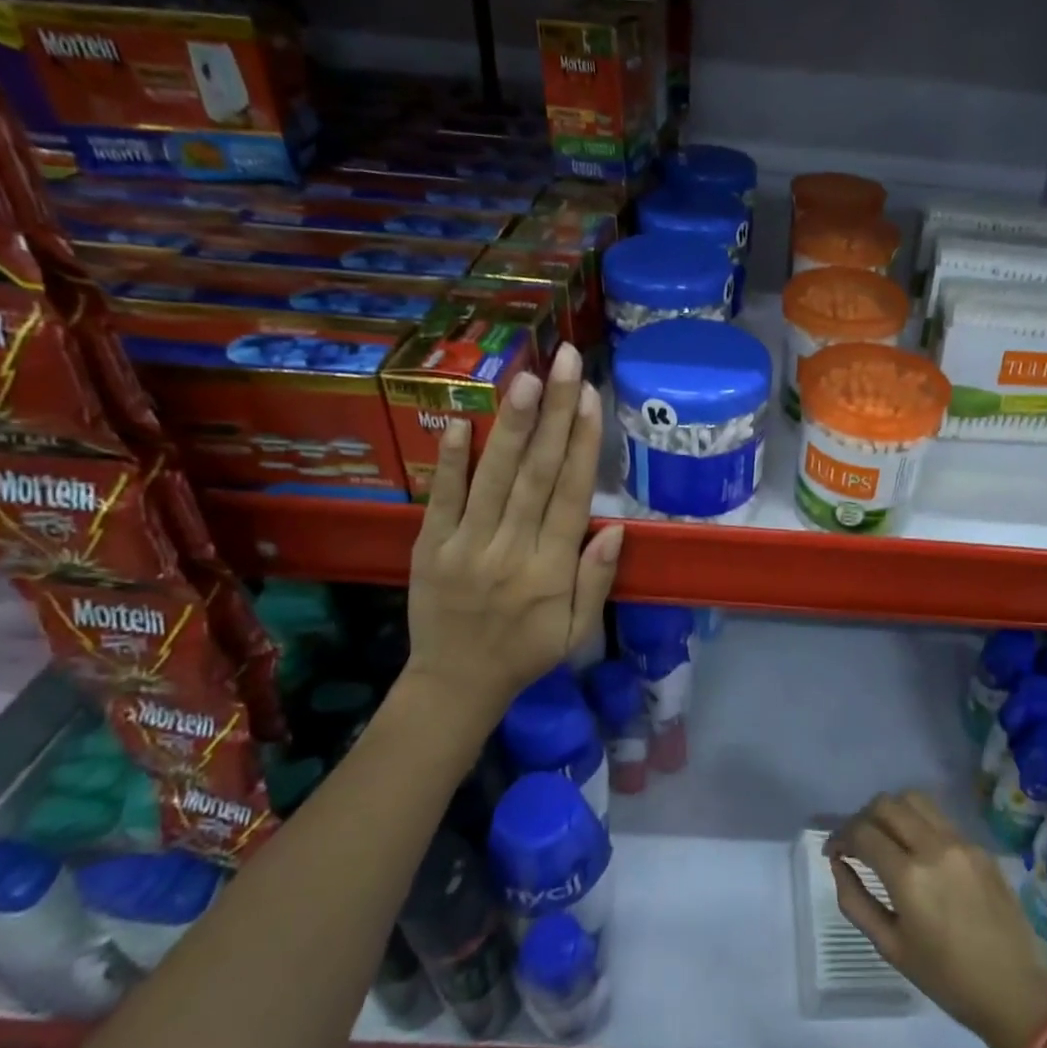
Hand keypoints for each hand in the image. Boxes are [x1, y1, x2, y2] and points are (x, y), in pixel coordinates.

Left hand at [403, 342, 623, 715]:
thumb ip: (596, 581)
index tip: (591, 398)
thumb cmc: (526, 654)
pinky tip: (459, 420)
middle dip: (554, 414)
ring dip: (511, 426)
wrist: (455, 684)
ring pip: (494, 478)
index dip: (583, 444)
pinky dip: (450, 460)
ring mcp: (465, 547)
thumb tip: (617, 529)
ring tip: (526, 378)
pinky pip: (441, 499)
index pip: (571, 496)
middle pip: (537, 474)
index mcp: (550, 570)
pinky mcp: (429, 548)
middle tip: (566, 363)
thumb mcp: (576, 631)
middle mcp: (510, 550)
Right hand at [827, 791, 1046, 1047]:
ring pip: (913, 799)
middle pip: (885, 804)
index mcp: (909, 877)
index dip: (840, 837)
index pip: (862, 832)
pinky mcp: (979, 845)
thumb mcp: (890, 947)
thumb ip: (855, 900)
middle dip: (862, 818)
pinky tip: (916, 848)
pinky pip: (939, 817)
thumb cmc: (947, 979)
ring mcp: (960, 842)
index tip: (833, 852)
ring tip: (885, 837)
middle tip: (856, 843)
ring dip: (890, 811)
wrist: (1016, 991)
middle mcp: (933, 847)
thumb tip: (838, 863)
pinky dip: (917, 821)